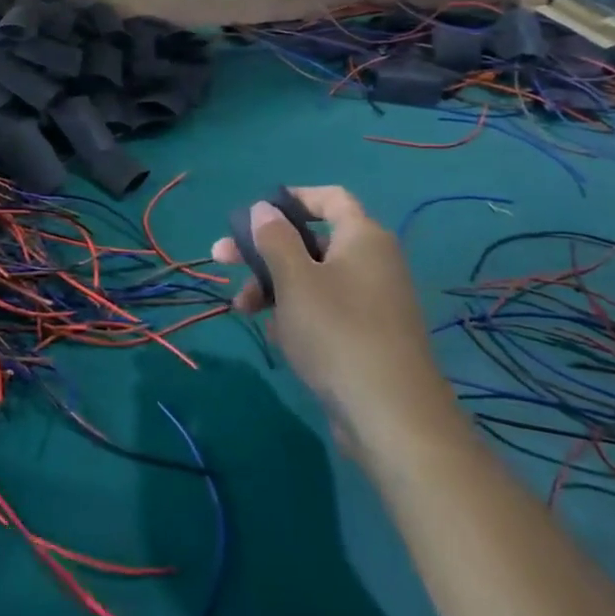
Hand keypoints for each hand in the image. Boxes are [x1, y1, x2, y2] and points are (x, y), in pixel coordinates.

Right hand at [212, 187, 454, 447]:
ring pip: (313, 279)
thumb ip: (274, 238)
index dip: (292, 198)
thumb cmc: (336, 332)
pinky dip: (298, 315)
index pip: (330, 198)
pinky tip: (279, 338)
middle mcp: (373, 262)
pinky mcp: (369, 336)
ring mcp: (373, 301)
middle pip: (311, 242)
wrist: (391, 417)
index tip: (255, 213)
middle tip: (222, 261)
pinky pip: (326, 310)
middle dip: (264, 251)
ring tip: (242, 311)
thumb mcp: (294, 279)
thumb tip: (265, 208)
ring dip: (274, 287)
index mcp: (363, 237)